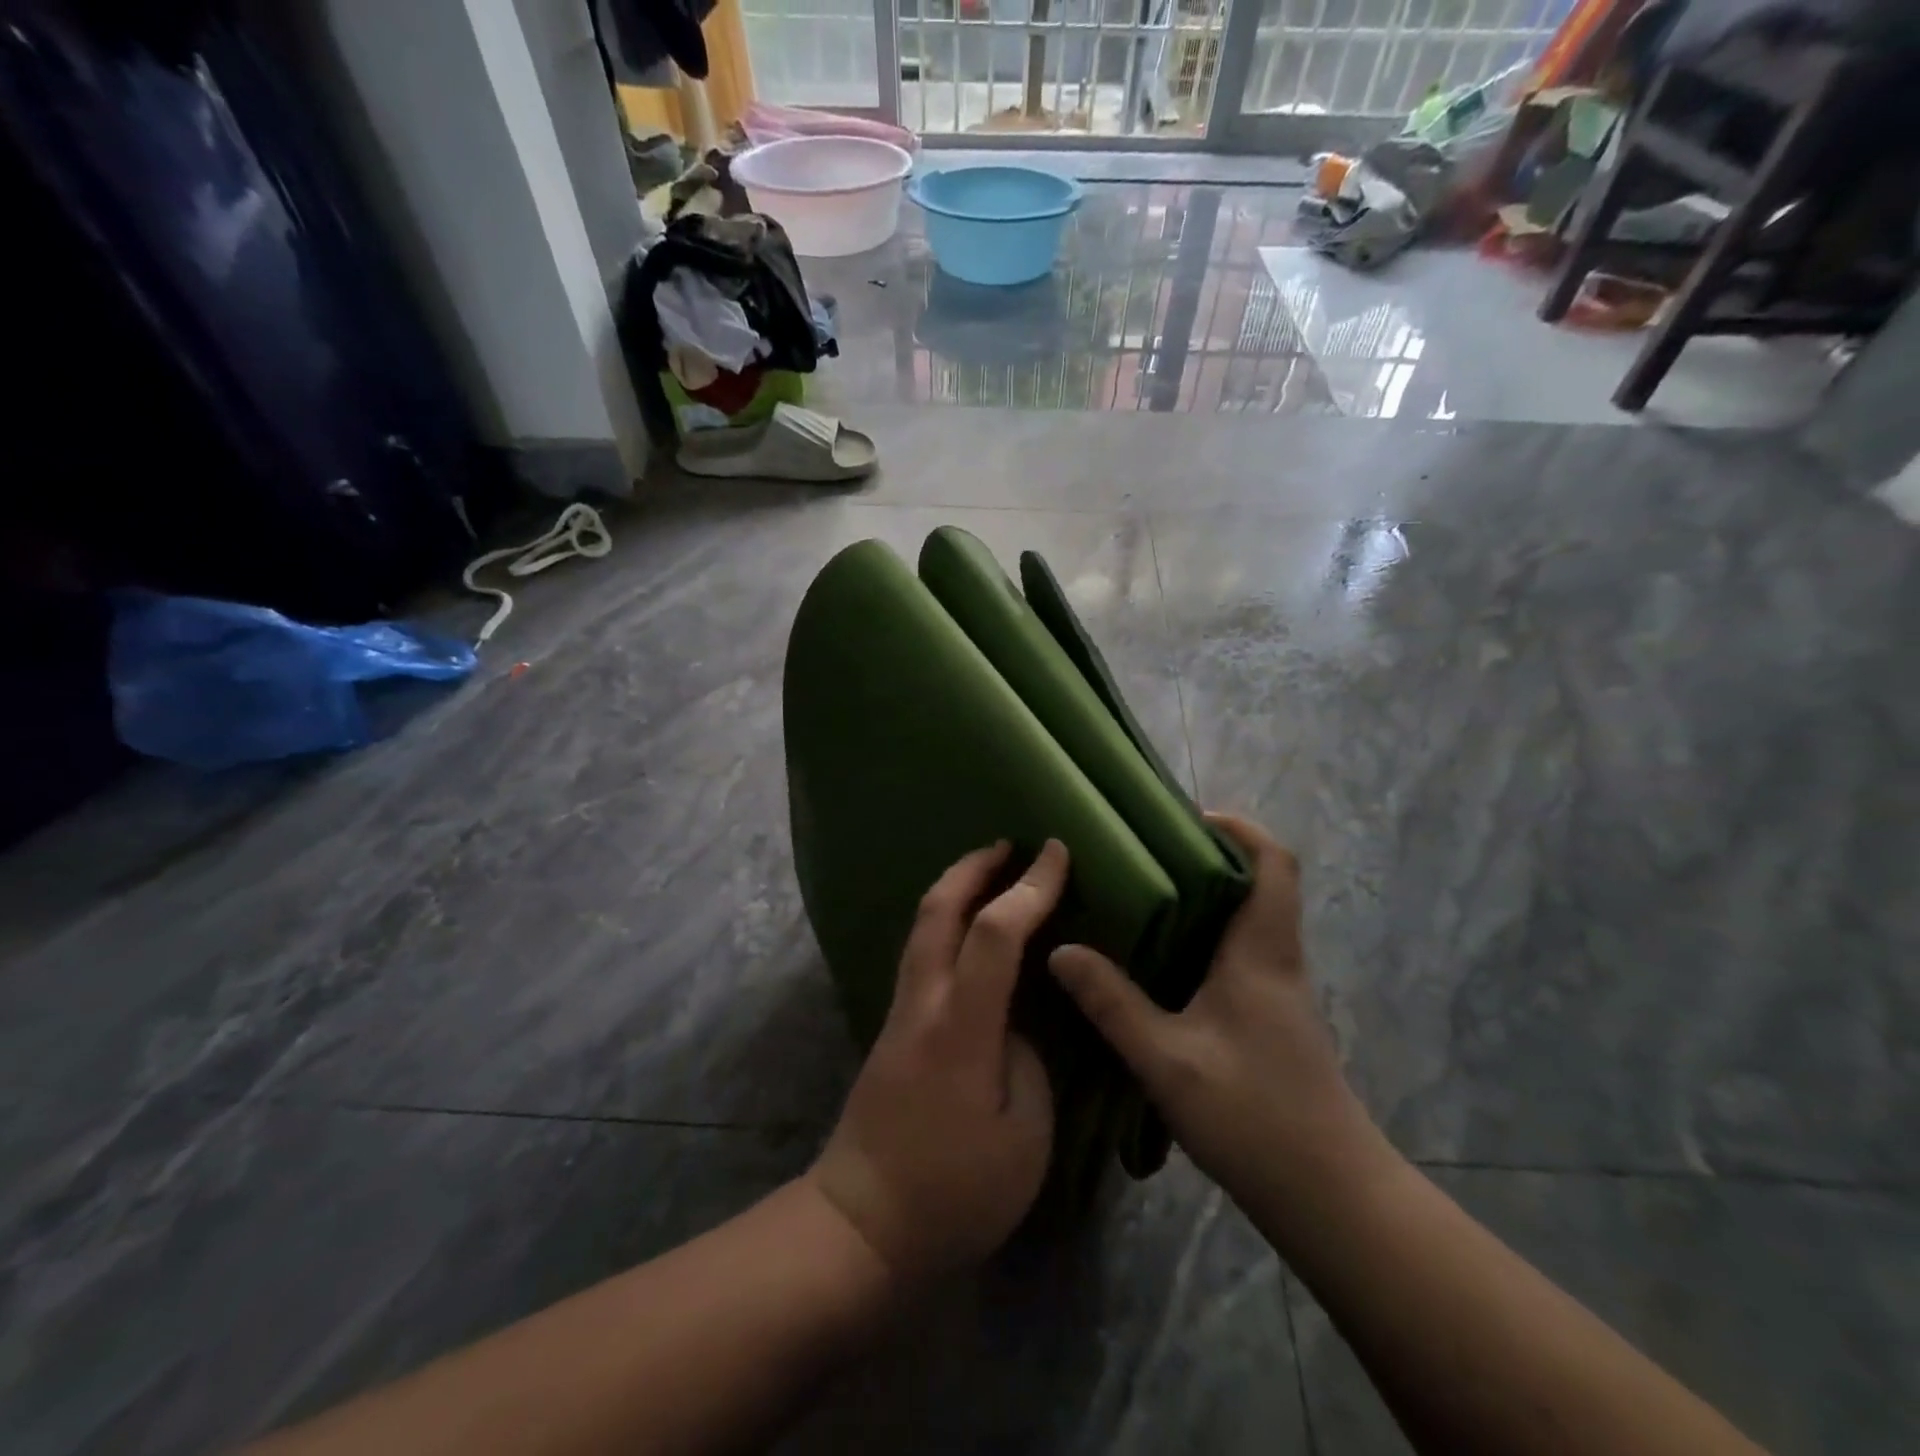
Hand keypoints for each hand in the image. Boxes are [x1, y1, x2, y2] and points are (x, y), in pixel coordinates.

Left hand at [808, 840, 1061, 1285]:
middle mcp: (922, 1004)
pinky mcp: (893, 1029)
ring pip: (922, 927)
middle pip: (937, 909)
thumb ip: (1030, 1061)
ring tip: (992, 873)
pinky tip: (970, 934)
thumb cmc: (954, 1191)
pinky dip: (946, 922)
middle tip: (1011, 843)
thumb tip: (1018, 1023)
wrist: (862, 1226)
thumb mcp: (1024, 1137)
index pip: (994, 934)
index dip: (1029, 888)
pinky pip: (922, 953)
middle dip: (973, 865)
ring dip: (955, 888)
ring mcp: (900, 1014)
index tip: (1057, 854)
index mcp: (961, 1028)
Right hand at [1048, 814, 1378, 1213]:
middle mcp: (1278, 961)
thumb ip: (1112, 1003)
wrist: (1330, 1197)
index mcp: (1262, 953)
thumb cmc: (1254, 1116)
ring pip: (1250, 920)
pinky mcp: (1273, 1020)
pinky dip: (1207, 939)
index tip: (1191, 818)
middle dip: (1211, 858)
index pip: (1274, 864)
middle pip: (1261, 884)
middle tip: (1147, 854)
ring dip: (1208, 899)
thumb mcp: (1167, 1059)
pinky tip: (1161, 962)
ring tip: (1143, 898)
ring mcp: (1280, 992)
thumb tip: (1061, 950)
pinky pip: (1242, 955)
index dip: (1241, 829)